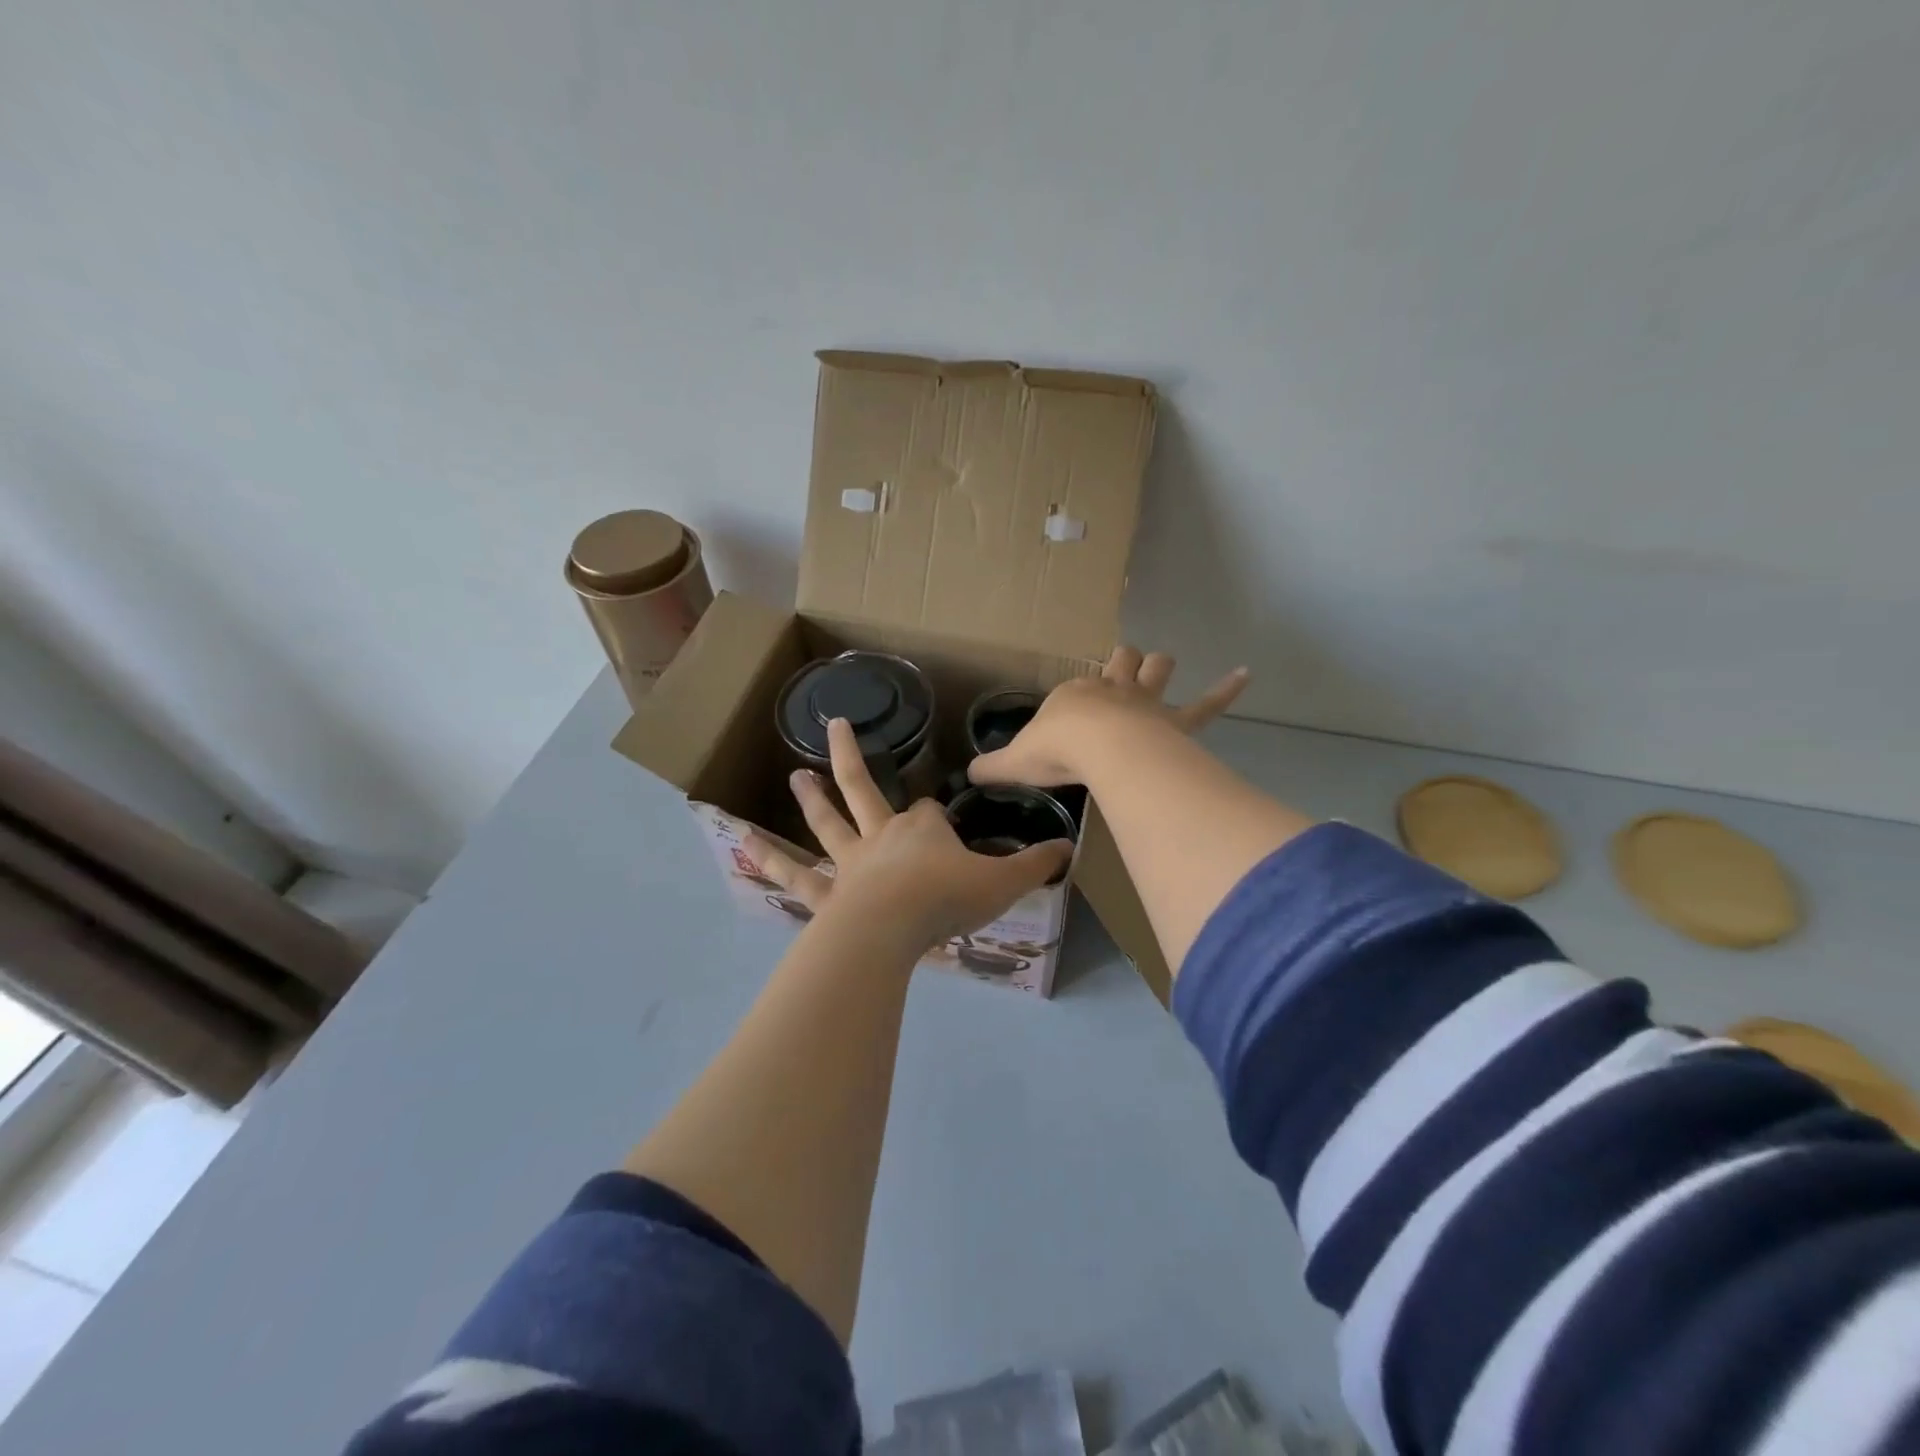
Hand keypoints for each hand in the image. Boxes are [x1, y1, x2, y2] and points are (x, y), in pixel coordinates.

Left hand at [744, 718, 1071, 946]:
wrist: (893, 928)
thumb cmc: (947, 898)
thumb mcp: (1002, 882)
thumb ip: (1035, 865)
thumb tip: (1069, 848)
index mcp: (921, 829)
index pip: (927, 812)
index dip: (933, 819)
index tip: (941, 831)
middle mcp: (881, 837)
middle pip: (863, 790)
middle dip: (851, 759)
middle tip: (833, 726)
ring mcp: (849, 863)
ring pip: (827, 824)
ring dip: (811, 799)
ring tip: (794, 776)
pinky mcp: (826, 894)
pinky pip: (796, 874)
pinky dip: (771, 860)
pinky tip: (745, 846)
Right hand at [969, 646, 1248, 788]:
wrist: (1099, 749)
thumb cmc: (1056, 750)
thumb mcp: (1014, 761)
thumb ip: (992, 768)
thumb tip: (968, 775)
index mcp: (1074, 696)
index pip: (1074, 688)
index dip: (1074, 700)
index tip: (1068, 722)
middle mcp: (1111, 691)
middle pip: (1121, 663)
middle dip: (1123, 663)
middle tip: (1122, 669)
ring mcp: (1145, 704)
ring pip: (1157, 671)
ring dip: (1159, 667)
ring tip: (1162, 665)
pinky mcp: (1176, 722)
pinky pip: (1206, 705)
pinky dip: (1225, 691)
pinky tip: (1245, 675)